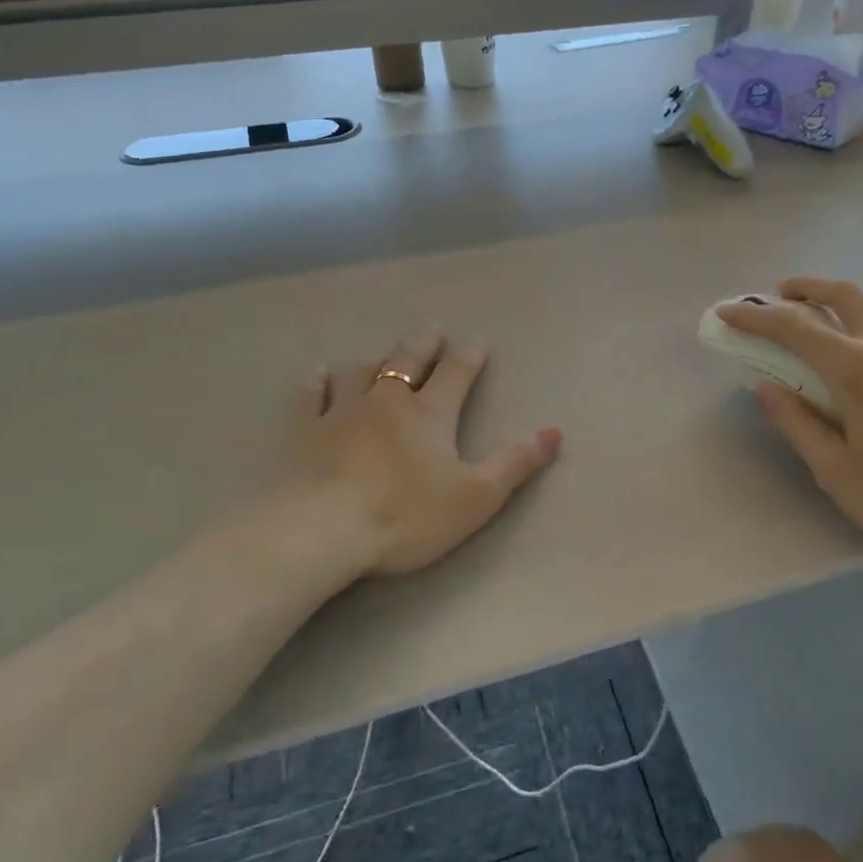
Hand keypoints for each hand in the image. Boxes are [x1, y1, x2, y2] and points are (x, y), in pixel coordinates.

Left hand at [292, 331, 561, 577]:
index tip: (477, 344)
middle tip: (433, 331)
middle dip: (424, 346)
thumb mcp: (476, 496)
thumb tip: (555, 432)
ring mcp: (343, 412)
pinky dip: (320, 383)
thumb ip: (516, 463)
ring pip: (362, 373)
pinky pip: (314, 397)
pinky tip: (320, 375)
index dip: (469, 358)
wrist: (324, 530)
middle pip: (408, 361)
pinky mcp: (308, 432)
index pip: (455, 374)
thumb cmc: (407, 514)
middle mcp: (387, 401)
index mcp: (430, 413)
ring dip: (376, 361)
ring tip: (383, 354)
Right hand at [719, 279, 862, 569]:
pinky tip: (860, 341)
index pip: (795, 328)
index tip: (725, 313)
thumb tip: (763, 388)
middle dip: (802, 288)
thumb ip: (797, 425)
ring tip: (813, 310)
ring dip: (835, 297)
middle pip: (841, 295)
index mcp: (858, 370)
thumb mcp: (839, 473)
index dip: (755, 318)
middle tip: (775, 295)